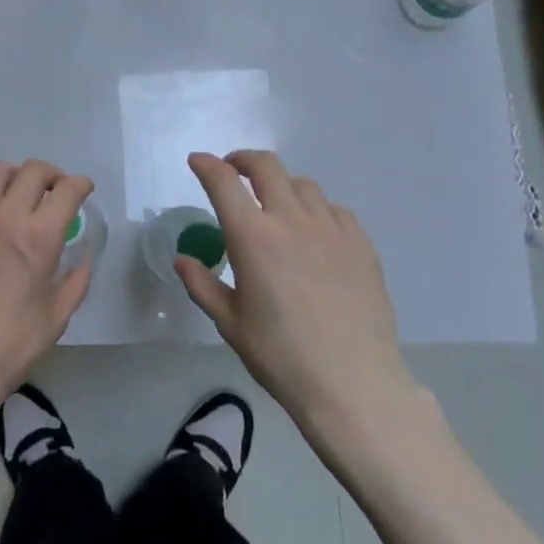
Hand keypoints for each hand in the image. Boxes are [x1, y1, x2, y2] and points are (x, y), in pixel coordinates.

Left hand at [0, 160, 93, 412]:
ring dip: (14, 176)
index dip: (81, 184)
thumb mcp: (57, 317)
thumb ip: (75, 283)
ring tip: (17, 193)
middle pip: (33, 170)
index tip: (83, 190)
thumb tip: (83, 262)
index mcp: (40, 237)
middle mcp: (7, 217)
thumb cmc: (11, 344)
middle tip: (54, 191)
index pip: (68, 189)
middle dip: (52, 174)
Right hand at [178, 151, 414, 427]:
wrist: (353, 383)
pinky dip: (315, 209)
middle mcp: (290, 220)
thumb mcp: (230, 323)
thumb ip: (203, 285)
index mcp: (252, 237)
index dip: (206, 165)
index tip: (197, 162)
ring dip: (280, 185)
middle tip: (233, 171)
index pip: (223, 182)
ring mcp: (331, 229)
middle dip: (243, 160)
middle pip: (266, 166)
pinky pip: (334, 209)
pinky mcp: (360, 244)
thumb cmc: (281, 356)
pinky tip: (313, 232)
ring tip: (274, 205)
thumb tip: (183, 259)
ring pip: (302, 185)